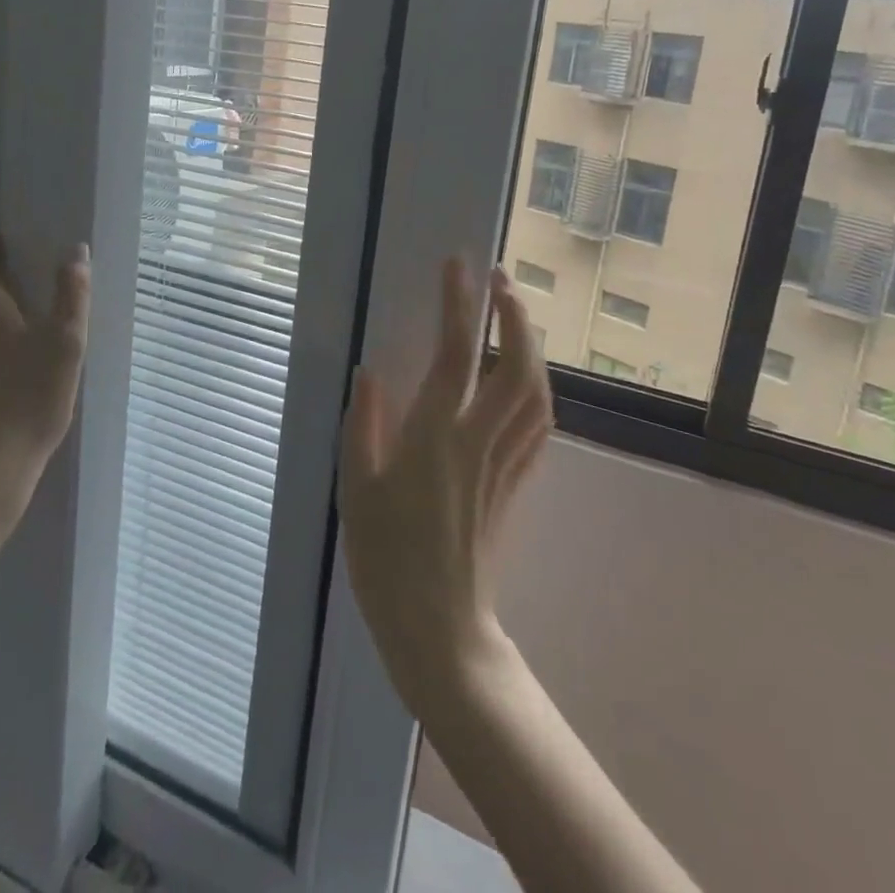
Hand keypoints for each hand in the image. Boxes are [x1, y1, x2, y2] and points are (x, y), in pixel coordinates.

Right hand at [340, 259, 552, 713]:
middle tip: (500, 278)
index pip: (454, 355)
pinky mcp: (516, 484)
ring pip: (536, 393)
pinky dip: (539, 389)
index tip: (459, 265)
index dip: (458, 305)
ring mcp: (504, 463)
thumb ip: (362, 426)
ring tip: (517, 314)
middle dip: (513, 314)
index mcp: (433, 438)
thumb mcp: (355, 490)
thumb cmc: (385, 559)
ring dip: (532, 345)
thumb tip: (370, 372)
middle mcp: (477, 441)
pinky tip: (529, 375)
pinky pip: (539, 426)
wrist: (439, 629)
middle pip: (515, 366)